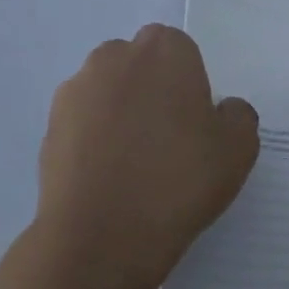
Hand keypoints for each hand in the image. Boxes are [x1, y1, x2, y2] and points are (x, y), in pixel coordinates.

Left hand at [33, 24, 258, 288]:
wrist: (100, 238)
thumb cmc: (179, 180)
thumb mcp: (239, 149)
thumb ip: (237, 115)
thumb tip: (220, 110)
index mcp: (165, 50)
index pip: (180, 50)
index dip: (189, 84)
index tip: (194, 122)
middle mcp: (116, 57)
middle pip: (140, 64)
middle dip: (152, 89)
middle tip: (167, 139)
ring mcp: (76, 90)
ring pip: (108, 91)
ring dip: (120, 112)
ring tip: (133, 164)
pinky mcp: (49, 126)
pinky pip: (82, 122)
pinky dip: (93, 139)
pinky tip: (107, 178)